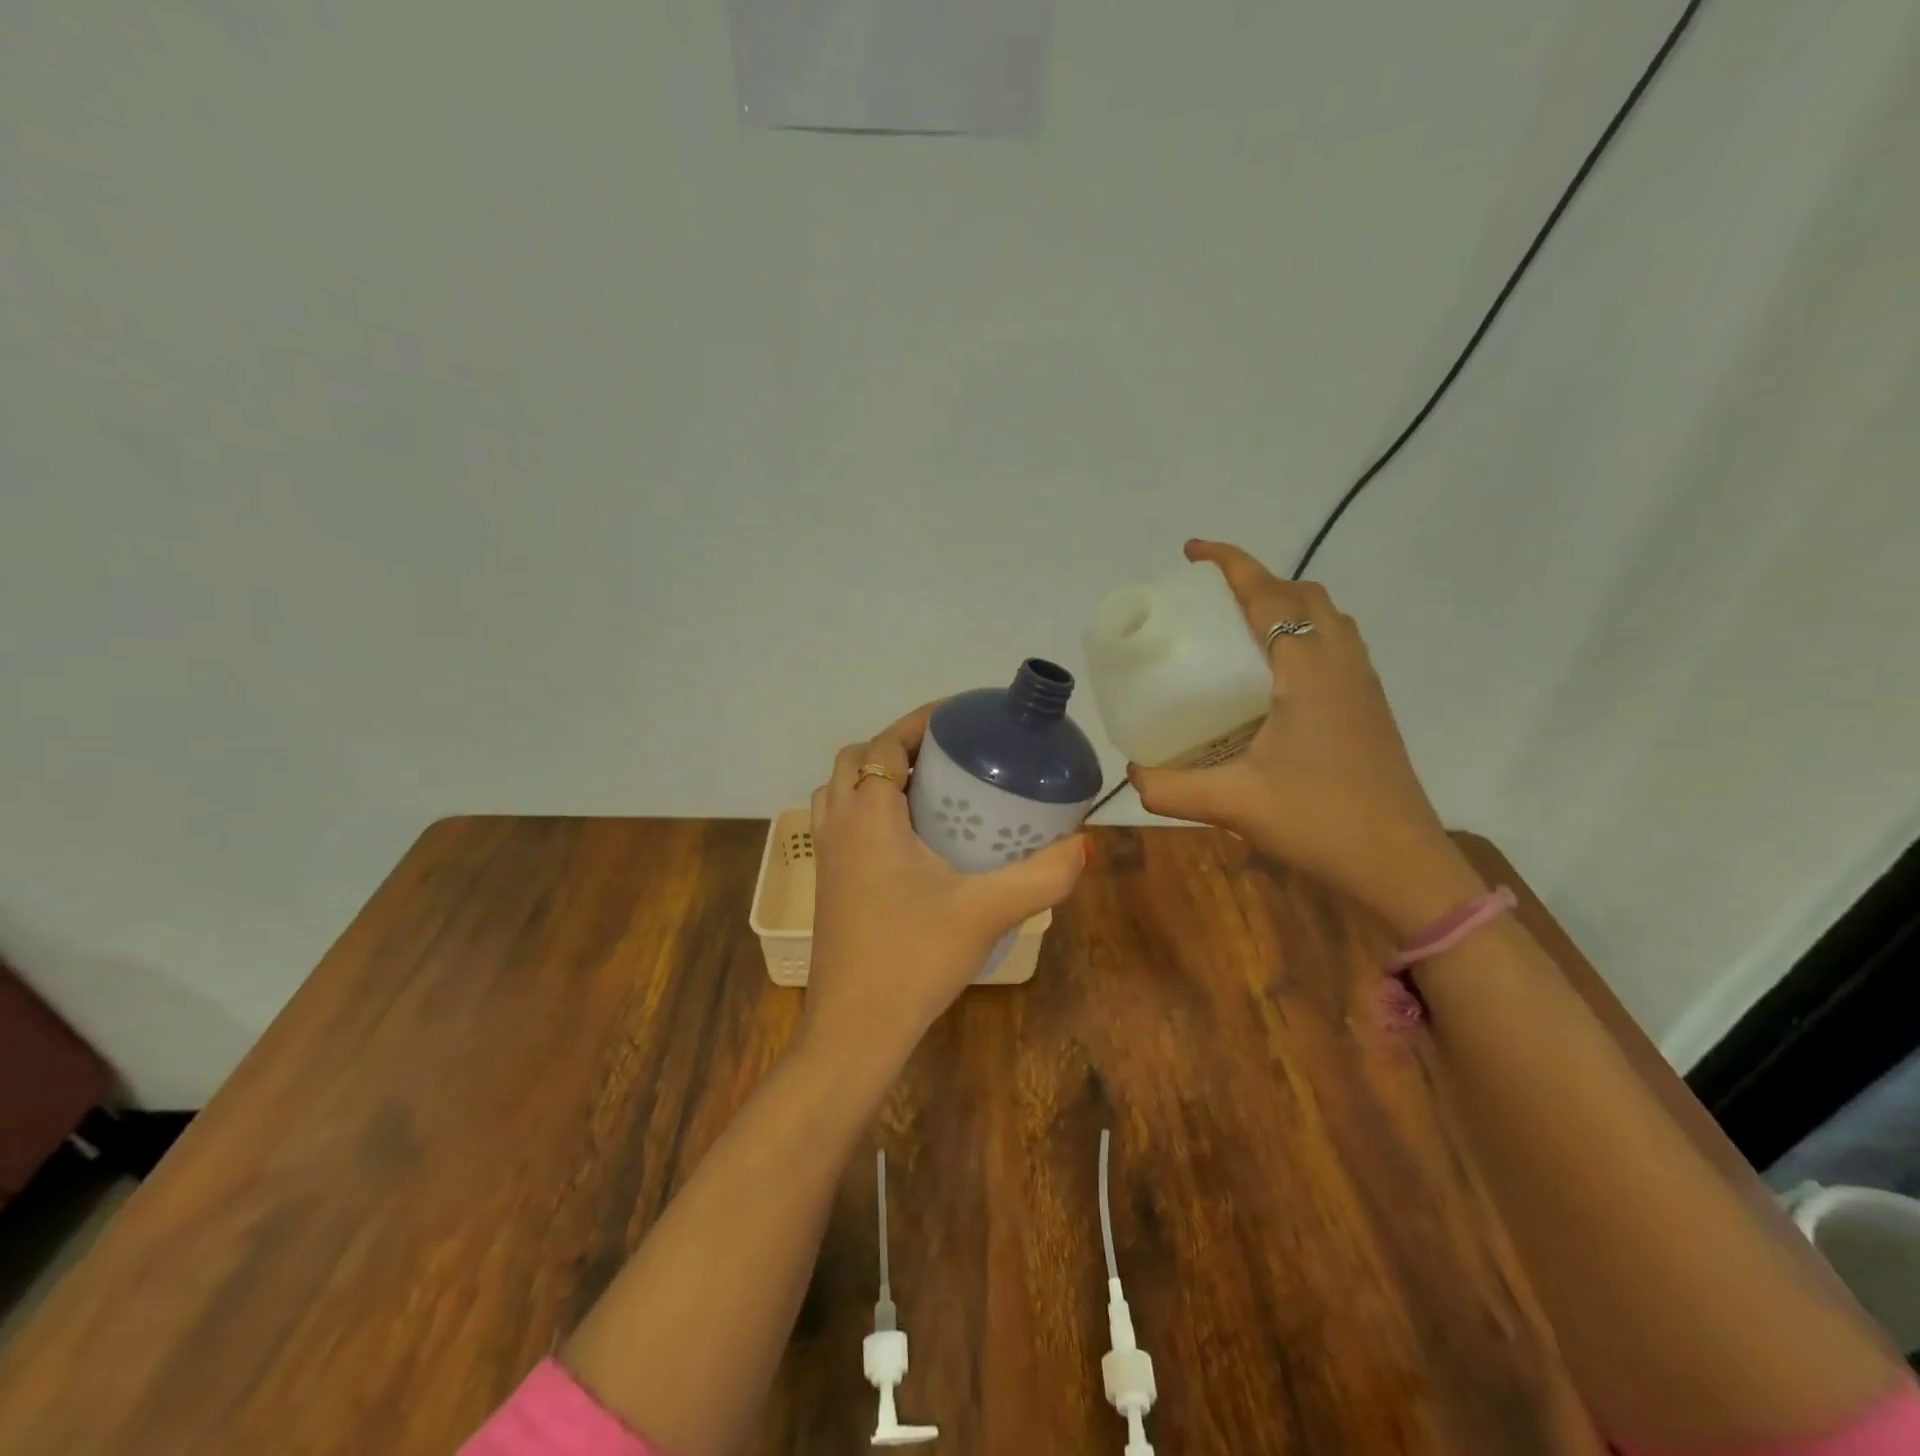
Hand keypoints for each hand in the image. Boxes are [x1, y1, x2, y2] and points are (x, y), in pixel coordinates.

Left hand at [804, 705, 1090, 1065]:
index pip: (887, 745)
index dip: (920, 723)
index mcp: (869, 817)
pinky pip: (838, 822)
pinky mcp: (826, 884)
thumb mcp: (986, 912)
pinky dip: (864, 808)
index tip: (961, 719)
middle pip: (857, 760)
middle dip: (897, 746)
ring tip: (925, 789)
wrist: (855, 1029)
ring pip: (838, 790)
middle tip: (947, 757)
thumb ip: (1042, 876)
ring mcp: (825, 857)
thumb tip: (1084, 845)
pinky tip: (907, 840)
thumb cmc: (914, 959)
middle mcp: (838, 826)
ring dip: (874, 776)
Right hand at [1127, 540, 1482, 936]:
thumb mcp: (1232, 804)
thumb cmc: (1320, 821)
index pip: (1268, 594)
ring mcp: (1363, 684)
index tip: (1192, 551)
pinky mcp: (1370, 707)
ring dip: (1286, 605)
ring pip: (1327, 618)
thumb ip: (1170, 788)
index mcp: (1307, 669)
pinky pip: (1337, 645)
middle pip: (1303, 595)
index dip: (1230, 563)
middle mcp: (1341, 663)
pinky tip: (1276, 677)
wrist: (1401, 863)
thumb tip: (1132, 774)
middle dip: (1256, 581)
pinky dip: (1305, 634)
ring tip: (1241, 629)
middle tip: (1211, 601)